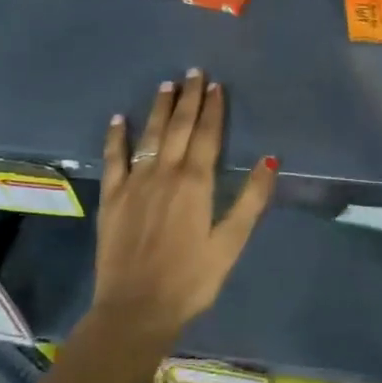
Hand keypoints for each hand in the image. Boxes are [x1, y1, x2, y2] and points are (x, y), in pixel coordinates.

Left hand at [96, 69, 277, 338]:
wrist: (135, 310)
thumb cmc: (191, 280)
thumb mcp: (230, 243)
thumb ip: (250, 200)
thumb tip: (270, 160)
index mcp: (196, 183)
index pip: (207, 135)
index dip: (213, 108)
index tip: (216, 85)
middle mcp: (164, 174)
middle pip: (178, 127)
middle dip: (188, 98)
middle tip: (193, 72)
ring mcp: (134, 183)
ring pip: (149, 135)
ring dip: (159, 108)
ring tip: (166, 84)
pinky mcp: (112, 198)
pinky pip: (114, 159)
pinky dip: (116, 137)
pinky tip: (119, 119)